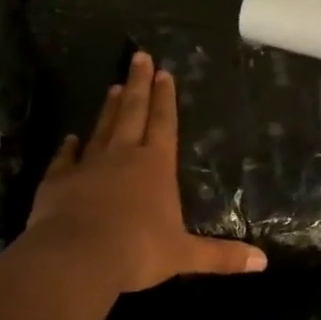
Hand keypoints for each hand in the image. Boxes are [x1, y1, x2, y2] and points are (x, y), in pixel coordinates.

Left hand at [27, 51, 266, 291]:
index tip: (163, 72)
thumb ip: (221, 256)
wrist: (77, 257)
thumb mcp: (184, 256)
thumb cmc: (137, 251)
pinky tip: (70, 138)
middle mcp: (122, 156)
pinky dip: (69, 148)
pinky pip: (64, 158)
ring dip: (108, 109)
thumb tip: (263, 263)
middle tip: (138, 56)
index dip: (165, 98)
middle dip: (137, 85)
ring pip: (101, 129)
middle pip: (132, 112)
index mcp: (156, 166)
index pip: (164, 123)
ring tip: (112, 87)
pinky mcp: (58, 181)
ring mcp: (88, 166)